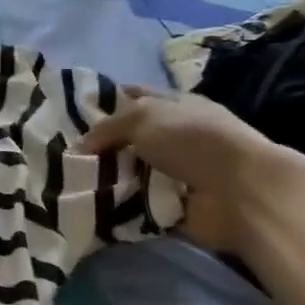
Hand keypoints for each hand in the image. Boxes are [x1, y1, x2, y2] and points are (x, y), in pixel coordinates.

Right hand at [79, 85, 280, 253]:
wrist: (239, 192)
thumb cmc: (192, 140)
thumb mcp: (141, 117)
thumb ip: (106, 127)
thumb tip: (81, 146)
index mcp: (175, 106)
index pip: (135, 97)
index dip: (107, 102)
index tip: (73, 114)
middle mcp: (176, 137)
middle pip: (129, 139)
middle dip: (100, 147)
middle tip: (65, 153)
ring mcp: (176, 173)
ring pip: (129, 173)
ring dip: (107, 179)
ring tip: (72, 182)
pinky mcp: (173, 206)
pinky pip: (136, 205)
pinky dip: (118, 207)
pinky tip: (92, 206)